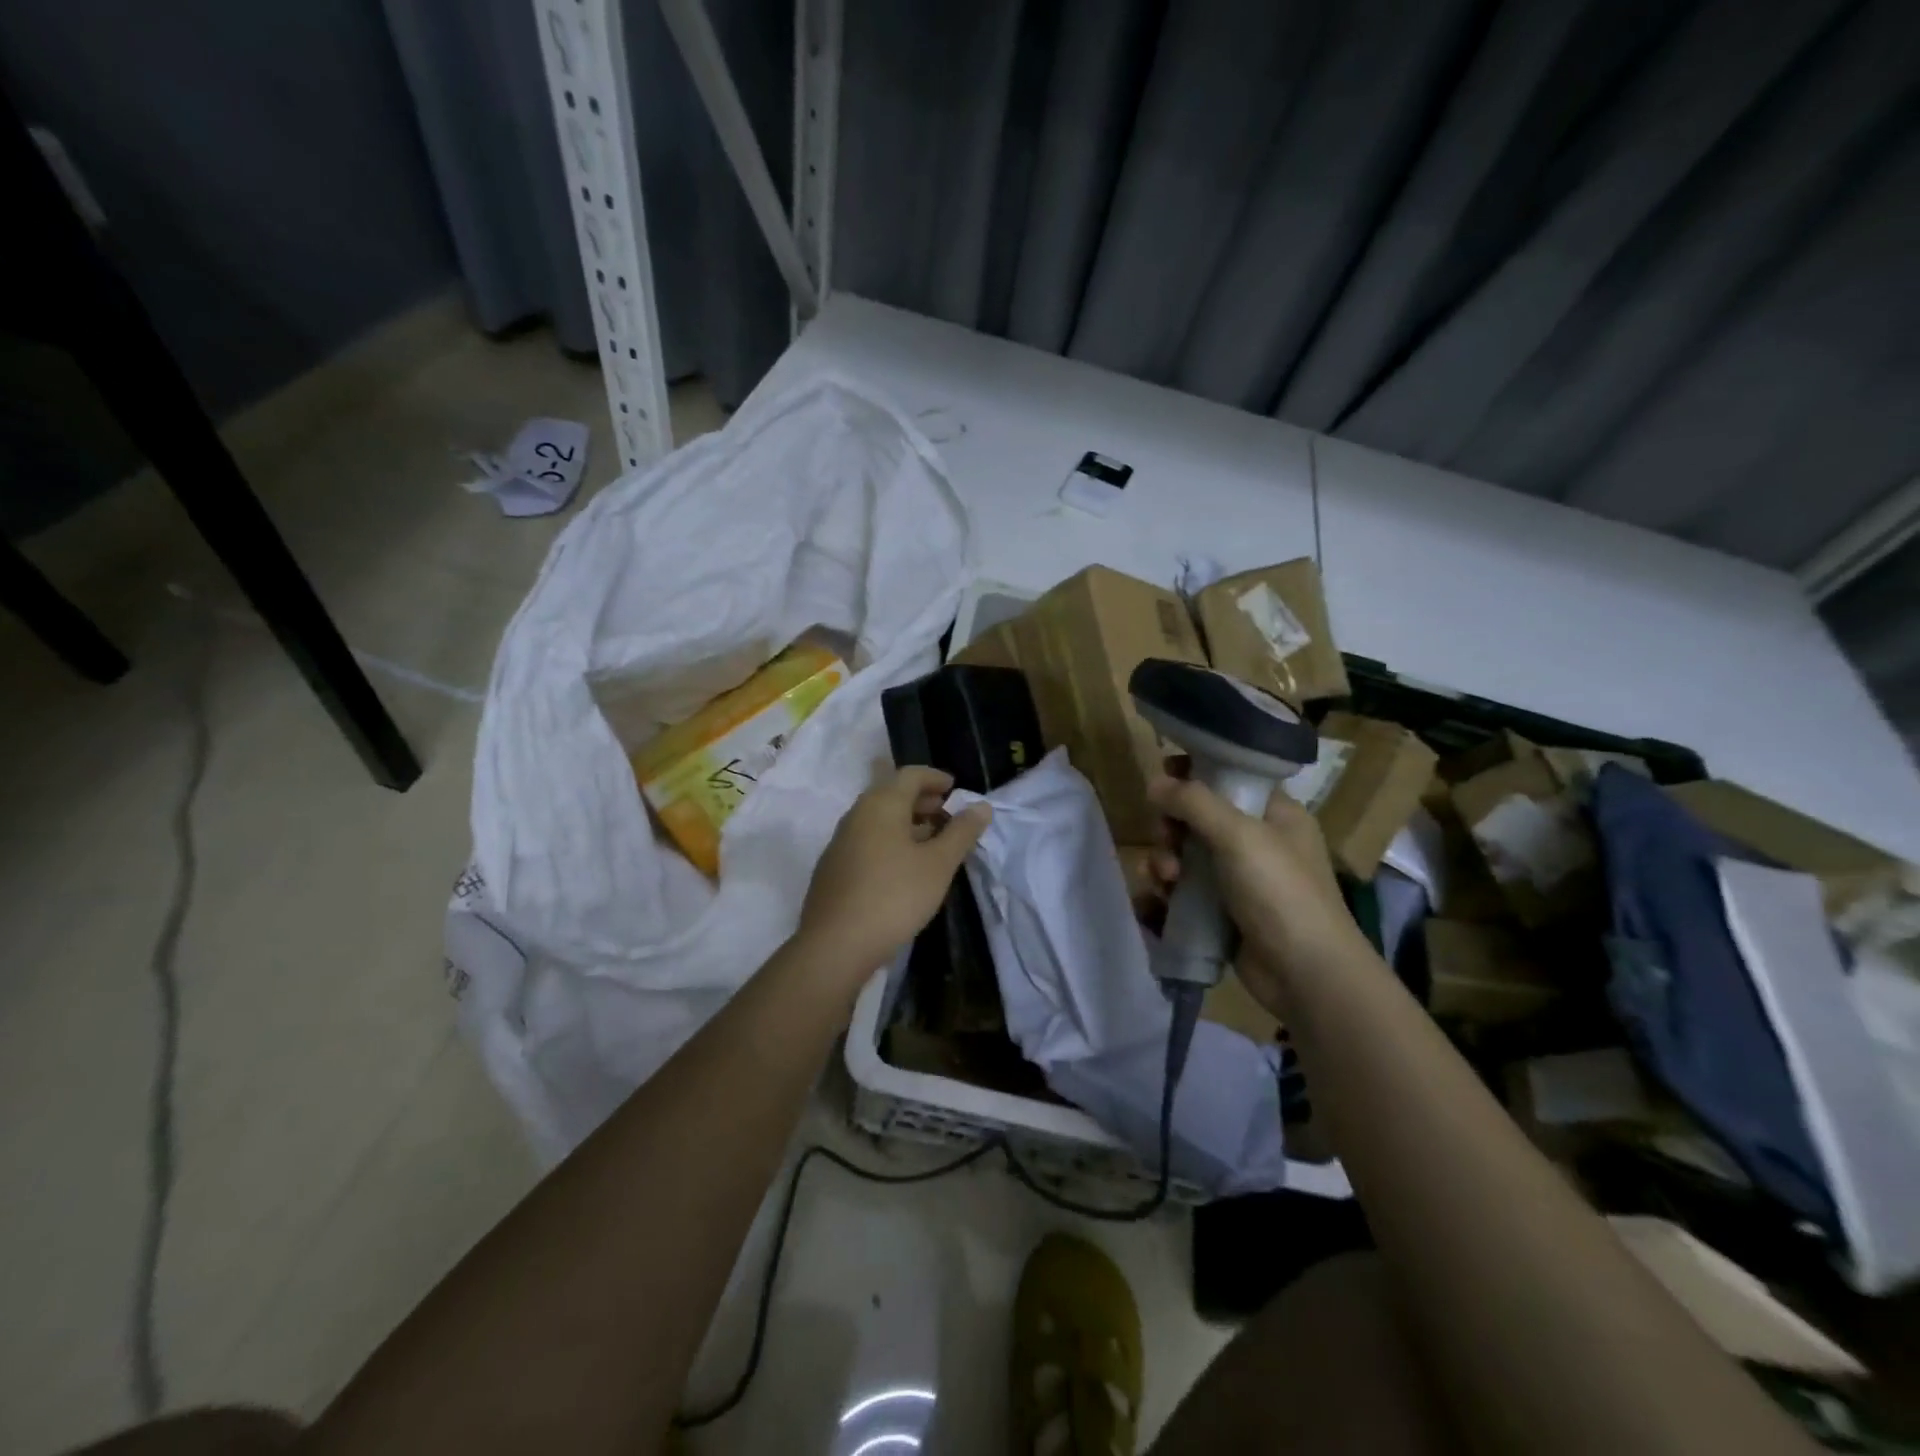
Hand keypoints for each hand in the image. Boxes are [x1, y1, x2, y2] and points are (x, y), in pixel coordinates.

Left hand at [795, 766, 992, 985]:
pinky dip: (890, 842)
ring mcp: (841, 842)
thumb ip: (961, 832)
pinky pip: (867, 841)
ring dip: (907, 823)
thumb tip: (981, 806)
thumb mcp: (938, 865)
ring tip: (933, 843)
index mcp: (881, 804)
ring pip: (878, 820)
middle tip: (948, 816)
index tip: (955, 789)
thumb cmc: (895, 896)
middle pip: (892, 794)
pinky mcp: (834, 868)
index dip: (935, 778)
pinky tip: (905, 868)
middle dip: (922, 801)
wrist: (836, 945)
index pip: (910, 775)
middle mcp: (857, 815)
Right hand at [1146, 775, 1366, 1014]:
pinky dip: (1164, 896)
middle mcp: (1257, 842)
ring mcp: (1238, 880)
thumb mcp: (1240, 836)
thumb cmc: (1281, 893)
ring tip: (1165, 881)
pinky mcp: (1221, 914)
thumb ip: (1194, 803)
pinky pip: (1182, 894)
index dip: (1195, 774)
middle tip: (1167, 841)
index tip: (1163, 778)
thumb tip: (1154, 783)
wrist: (1306, 975)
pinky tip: (1153, 904)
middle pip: (1197, 819)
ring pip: (1184, 857)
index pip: (1229, 777)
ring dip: (1164, 863)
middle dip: (1171, 828)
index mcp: (1274, 814)